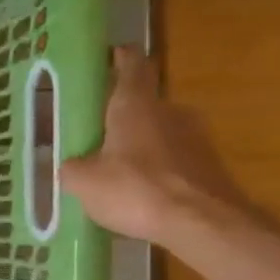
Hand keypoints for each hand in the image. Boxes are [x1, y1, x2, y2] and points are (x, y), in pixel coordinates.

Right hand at [62, 47, 253, 245]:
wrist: (202, 222)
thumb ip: (72, 168)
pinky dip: (155, 168)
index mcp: (135, 105)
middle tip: (95, 132)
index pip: (131, 64)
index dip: (118, 58)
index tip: (107, 57)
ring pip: (158, 132)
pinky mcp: (207, 164)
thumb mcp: (83, 182)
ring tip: (114, 169)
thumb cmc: (136, 190)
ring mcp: (195, 137)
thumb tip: (71, 165)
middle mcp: (169, 111)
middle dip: (120, 114)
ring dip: (138, 144)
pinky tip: (139, 193)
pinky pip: (173, 158)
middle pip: (143, 102)